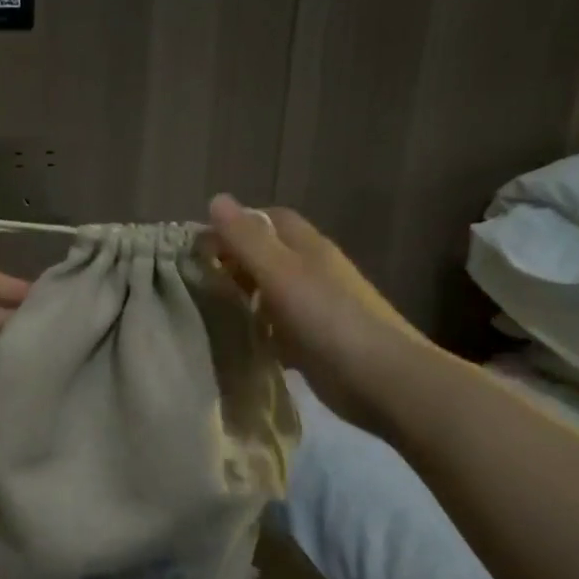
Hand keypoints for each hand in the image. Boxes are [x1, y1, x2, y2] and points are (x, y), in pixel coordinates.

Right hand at [205, 194, 433, 429]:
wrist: (382, 379)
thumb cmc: (328, 319)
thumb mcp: (280, 273)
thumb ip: (247, 239)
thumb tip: (216, 198)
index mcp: (308, 248)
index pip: (268, 219)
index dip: (235, 225)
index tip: (199, 244)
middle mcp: (313, 272)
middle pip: (267, 255)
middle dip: (233, 261)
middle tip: (196, 278)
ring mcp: (315, 308)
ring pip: (269, 292)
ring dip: (242, 296)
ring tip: (206, 308)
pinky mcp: (313, 342)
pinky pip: (275, 327)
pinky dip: (256, 328)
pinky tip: (235, 340)